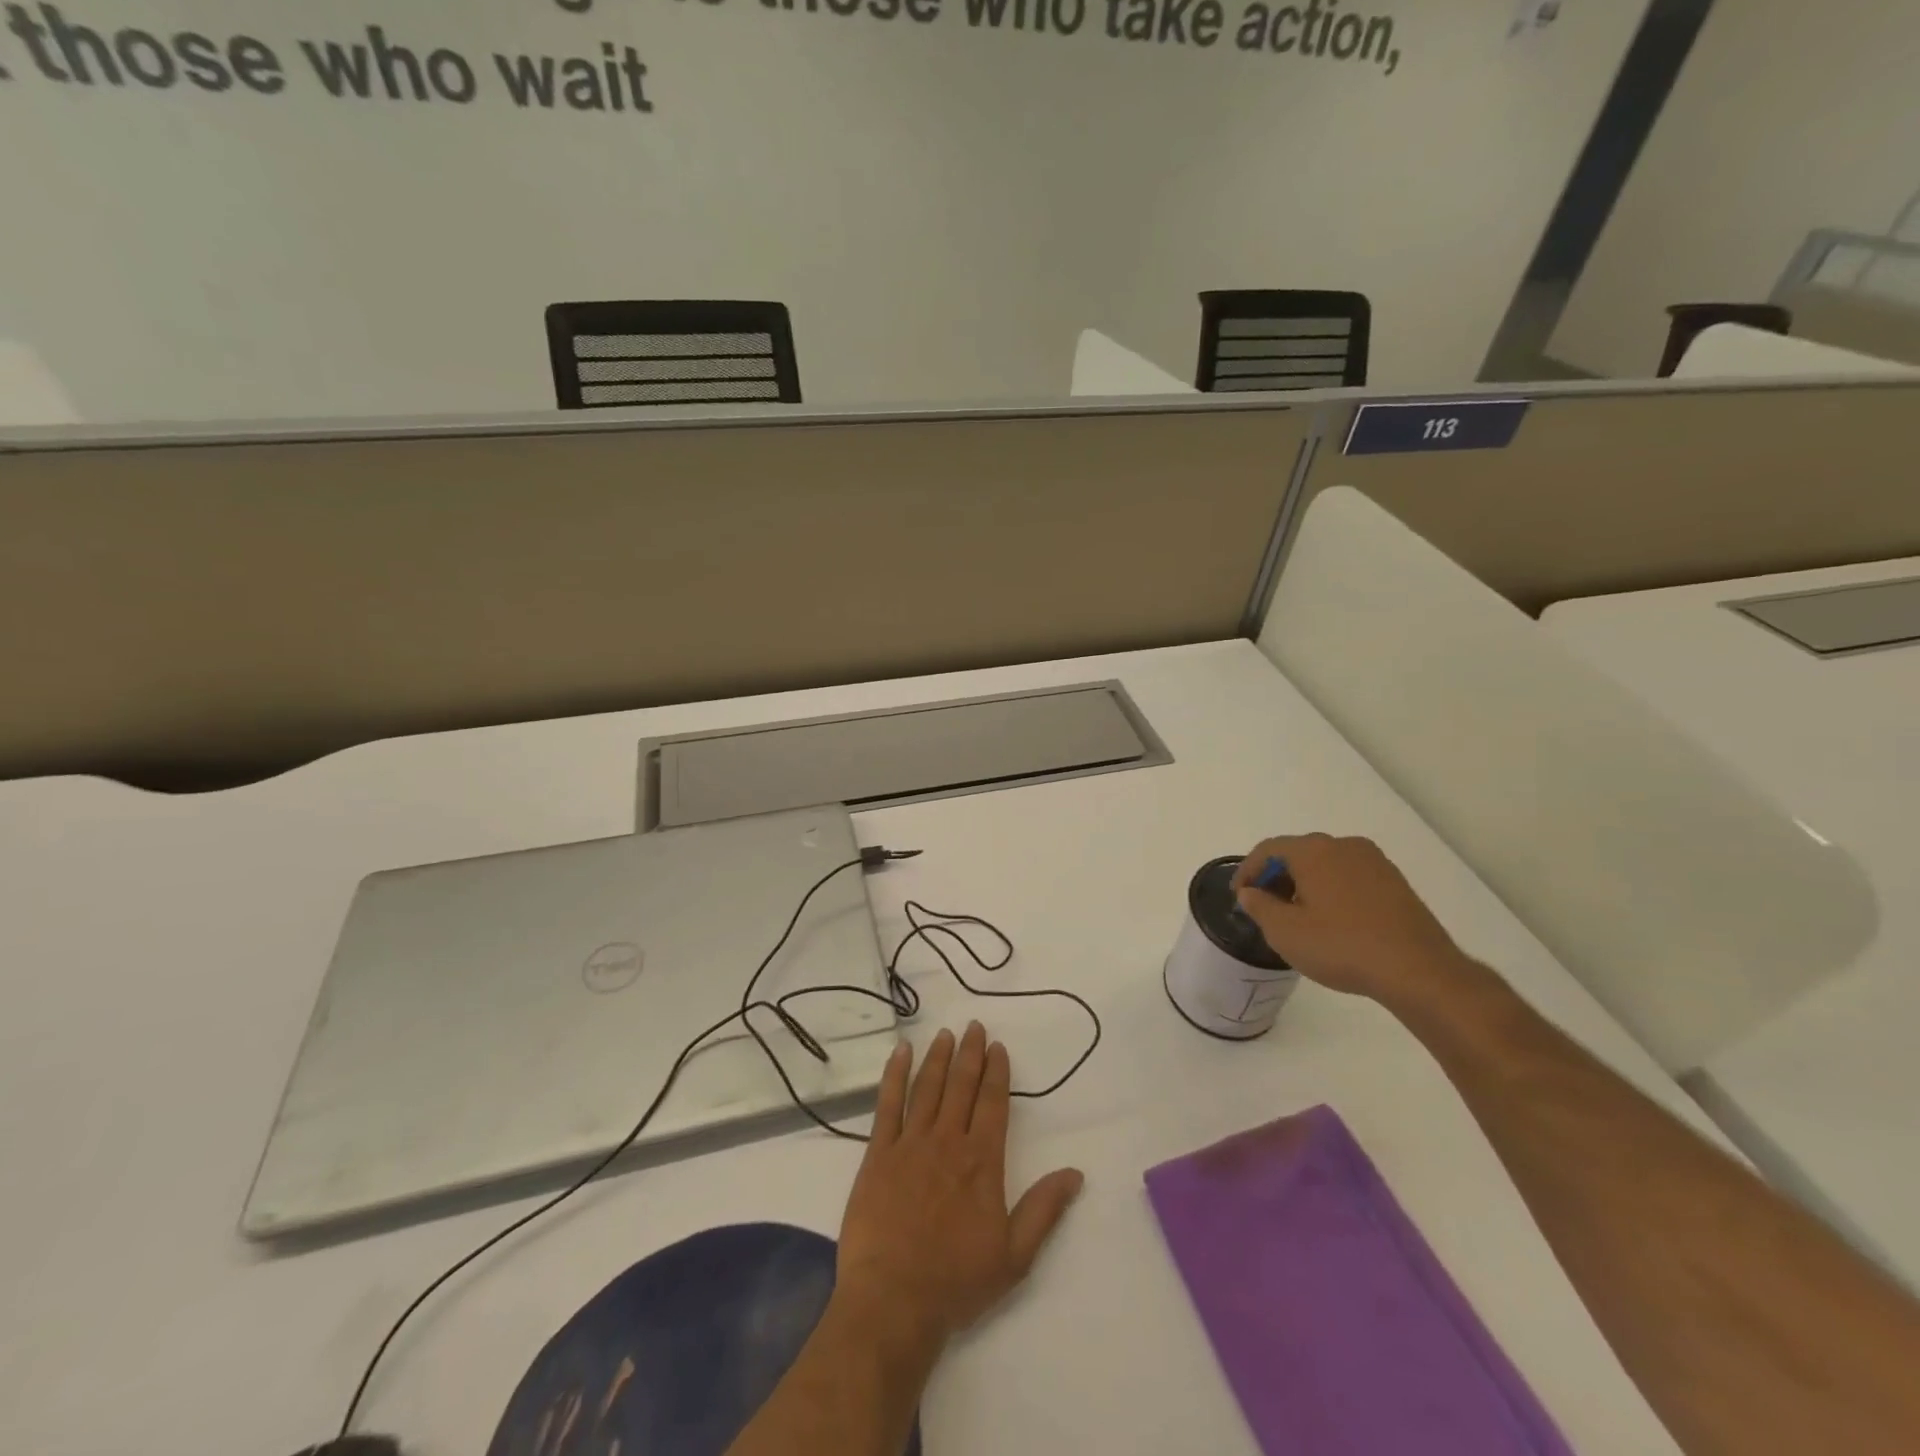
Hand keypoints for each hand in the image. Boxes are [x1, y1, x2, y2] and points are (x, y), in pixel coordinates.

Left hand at [834, 1024, 1083, 1359]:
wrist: (893, 1300)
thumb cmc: (957, 1281)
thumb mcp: (1014, 1255)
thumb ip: (1044, 1210)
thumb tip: (1075, 1173)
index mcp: (982, 1161)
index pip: (993, 1103)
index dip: (996, 1072)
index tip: (998, 1047)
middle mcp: (948, 1141)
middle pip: (961, 1086)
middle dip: (970, 1053)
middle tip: (974, 1026)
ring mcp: (911, 1143)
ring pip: (928, 1087)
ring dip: (938, 1057)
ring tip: (945, 1034)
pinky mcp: (879, 1153)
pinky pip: (888, 1104)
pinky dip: (894, 1074)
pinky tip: (900, 1052)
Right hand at [1232, 834, 1471, 1006]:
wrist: (1419, 971)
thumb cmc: (1342, 946)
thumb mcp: (1285, 932)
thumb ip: (1259, 907)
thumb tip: (1250, 893)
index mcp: (1314, 850)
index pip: (1268, 849)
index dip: (1247, 871)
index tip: (1239, 896)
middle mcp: (1344, 845)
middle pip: (1298, 853)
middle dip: (1277, 877)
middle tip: (1266, 906)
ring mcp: (1374, 862)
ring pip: (1326, 864)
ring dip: (1305, 884)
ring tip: (1298, 916)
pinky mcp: (1395, 882)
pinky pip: (1350, 877)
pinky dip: (1332, 890)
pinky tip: (1333, 920)